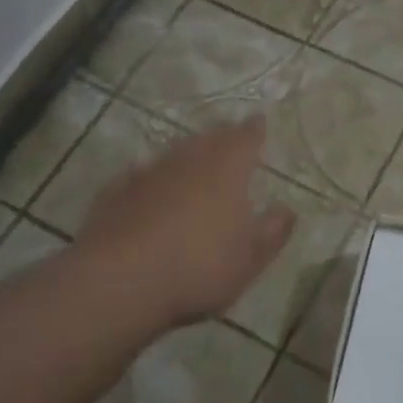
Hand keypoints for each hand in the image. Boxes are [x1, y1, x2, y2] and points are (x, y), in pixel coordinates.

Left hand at [76, 118, 294, 334]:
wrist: (119, 282)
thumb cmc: (199, 266)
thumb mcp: (251, 258)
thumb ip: (273, 231)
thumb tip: (288, 210)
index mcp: (227, 169)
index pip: (245, 138)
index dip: (253, 129)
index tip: (259, 120)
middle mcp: (188, 161)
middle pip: (208, 139)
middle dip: (221, 136)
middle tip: (229, 137)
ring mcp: (148, 173)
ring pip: (173, 153)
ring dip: (186, 153)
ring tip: (193, 159)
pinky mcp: (115, 192)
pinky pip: (139, 175)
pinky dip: (151, 176)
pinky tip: (148, 187)